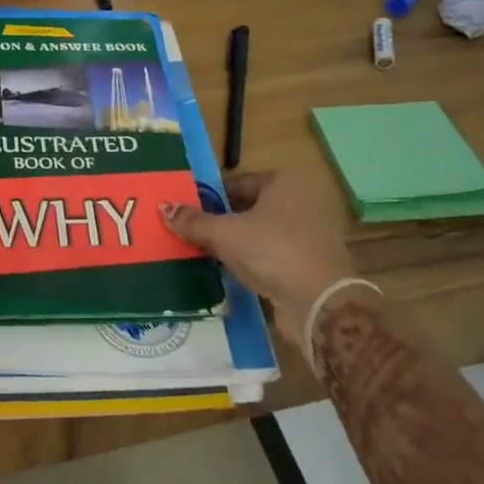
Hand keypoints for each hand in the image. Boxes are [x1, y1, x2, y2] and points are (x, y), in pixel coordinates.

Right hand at [161, 171, 358, 336]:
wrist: (320, 301)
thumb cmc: (271, 251)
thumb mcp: (224, 233)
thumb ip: (193, 221)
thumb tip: (163, 208)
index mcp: (283, 182)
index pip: (237, 183)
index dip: (211, 198)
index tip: (189, 215)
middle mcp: (301, 200)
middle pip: (249, 207)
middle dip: (222, 222)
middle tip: (194, 235)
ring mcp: (310, 233)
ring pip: (261, 233)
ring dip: (237, 243)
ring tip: (208, 255)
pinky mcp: (311, 262)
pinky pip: (274, 254)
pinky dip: (254, 261)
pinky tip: (234, 273)